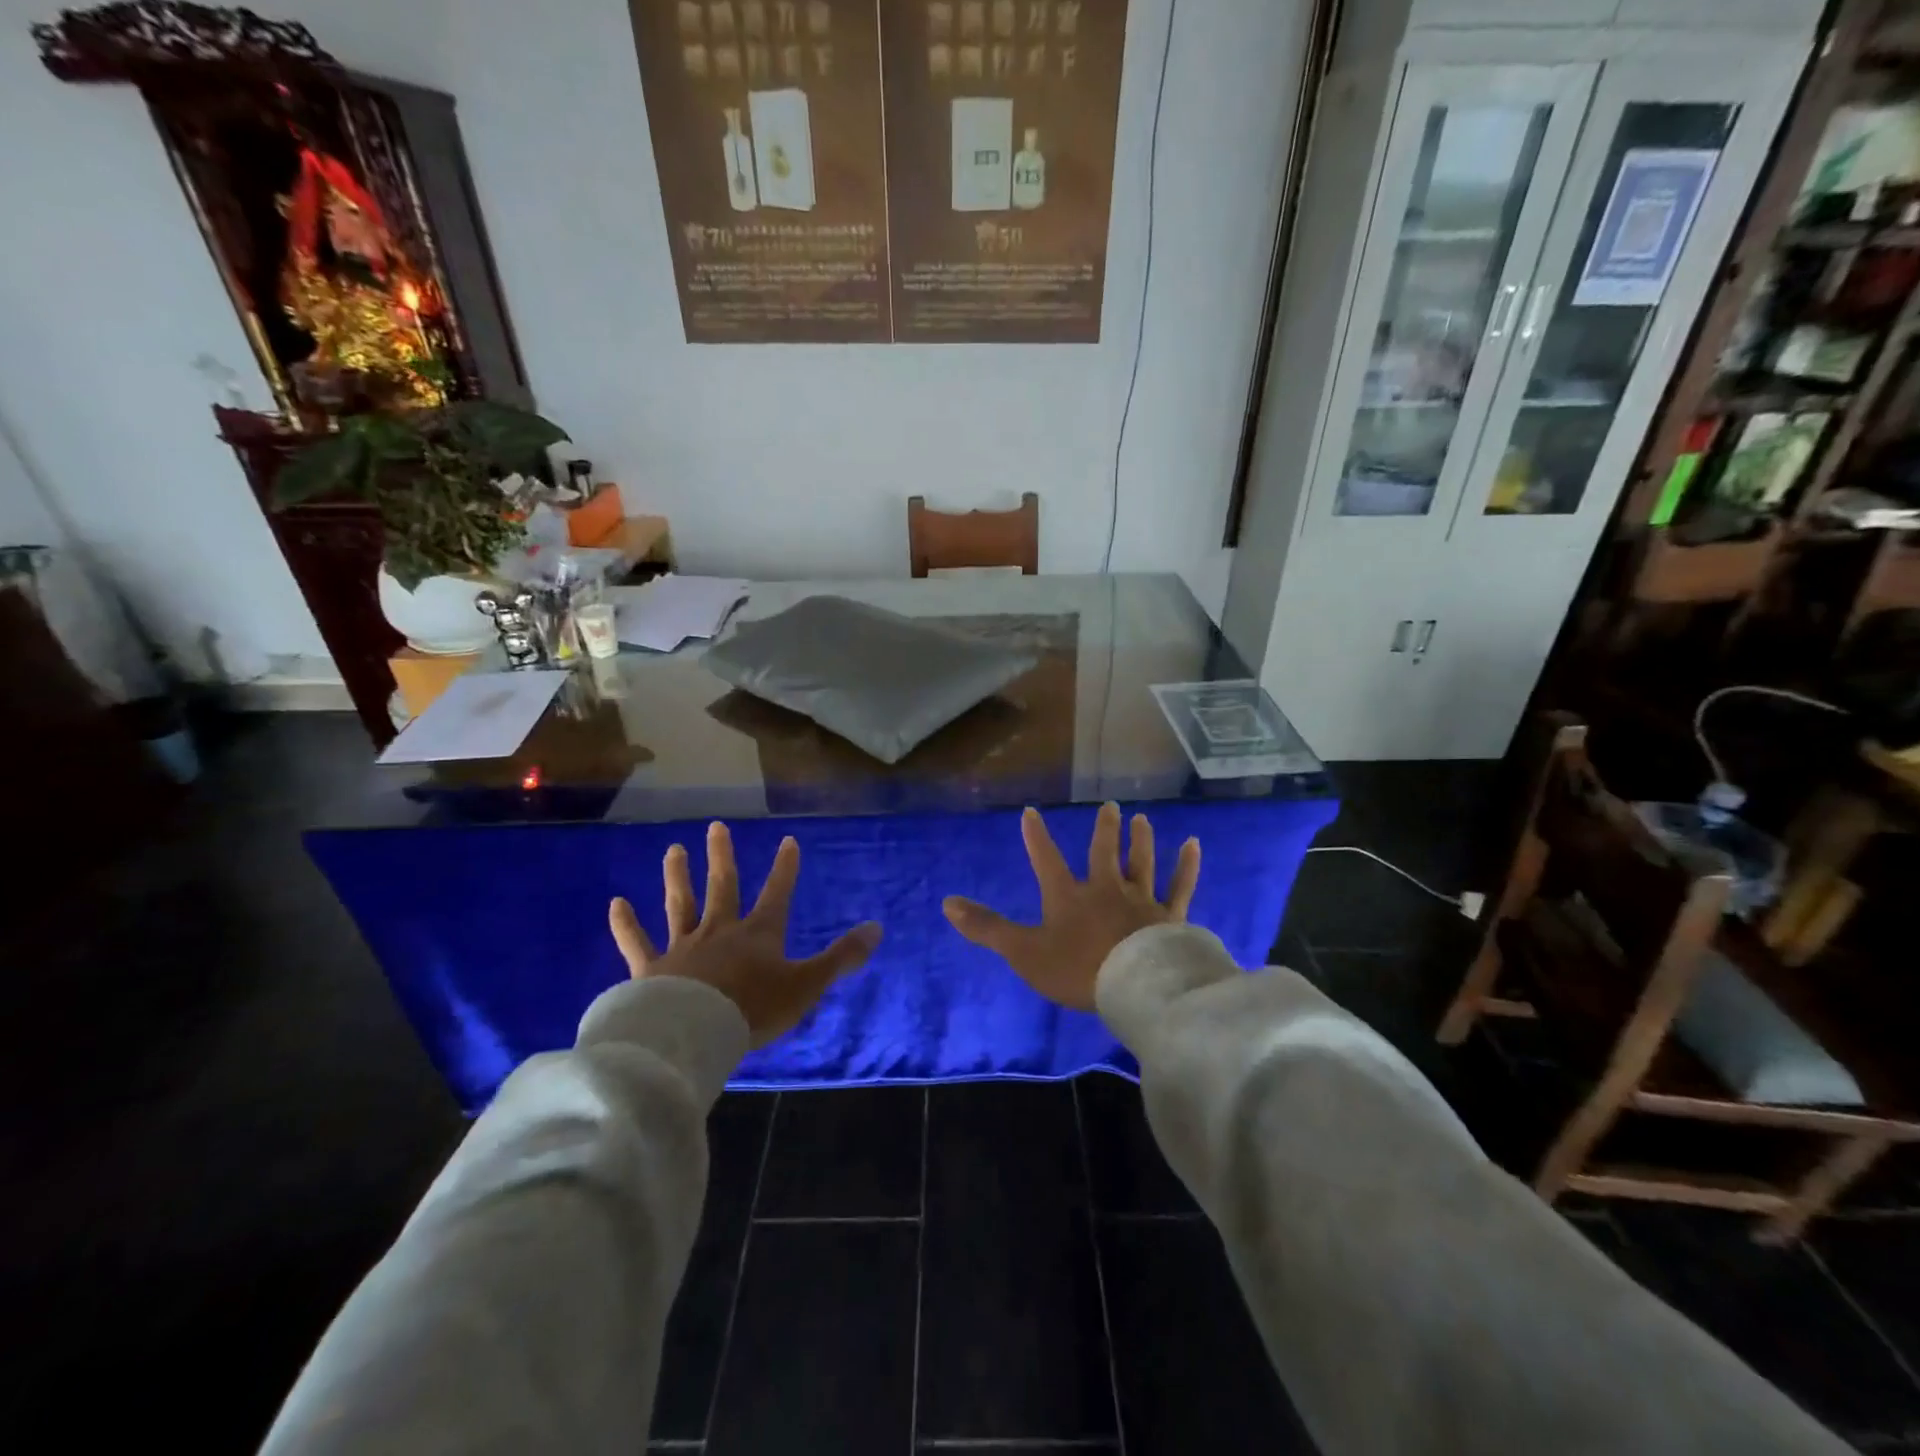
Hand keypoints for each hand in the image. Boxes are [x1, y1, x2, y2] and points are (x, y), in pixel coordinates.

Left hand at [609, 822, 881, 1048]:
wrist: (694, 1032)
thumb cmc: (753, 1008)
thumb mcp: (807, 984)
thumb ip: (841, 957)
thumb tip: (878, 928)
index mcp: (758, 934)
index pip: (777, 892)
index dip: (785, 867)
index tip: (787, 840)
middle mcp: (720, 930)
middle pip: (722, 887)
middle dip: (722, 857)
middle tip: (715, 826)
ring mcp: (683, 946)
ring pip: (680, 904)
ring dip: (677, 877)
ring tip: (673, 849)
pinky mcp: (650, 968)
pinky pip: (636, 941)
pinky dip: (625, 923)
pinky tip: (616, 903)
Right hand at [943, 802, 1199, 1010]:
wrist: (1135, 987)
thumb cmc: (1077, 969)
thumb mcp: (1024, 952)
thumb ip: (987, 928)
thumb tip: (947, 903)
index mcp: (1068, 896)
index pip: (1047, 859)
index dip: (1036, 836)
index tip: (1031, 812)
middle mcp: (1106, 889)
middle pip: (1104, 852)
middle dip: (1105, 830)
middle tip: (1111, 807)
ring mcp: (1141, 900)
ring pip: (1142, 863)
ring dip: (1141, 840)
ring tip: (1142, 819)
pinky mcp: (1170, 916)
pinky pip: (1180, 886)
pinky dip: (1187, 865)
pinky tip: (1193, 844)